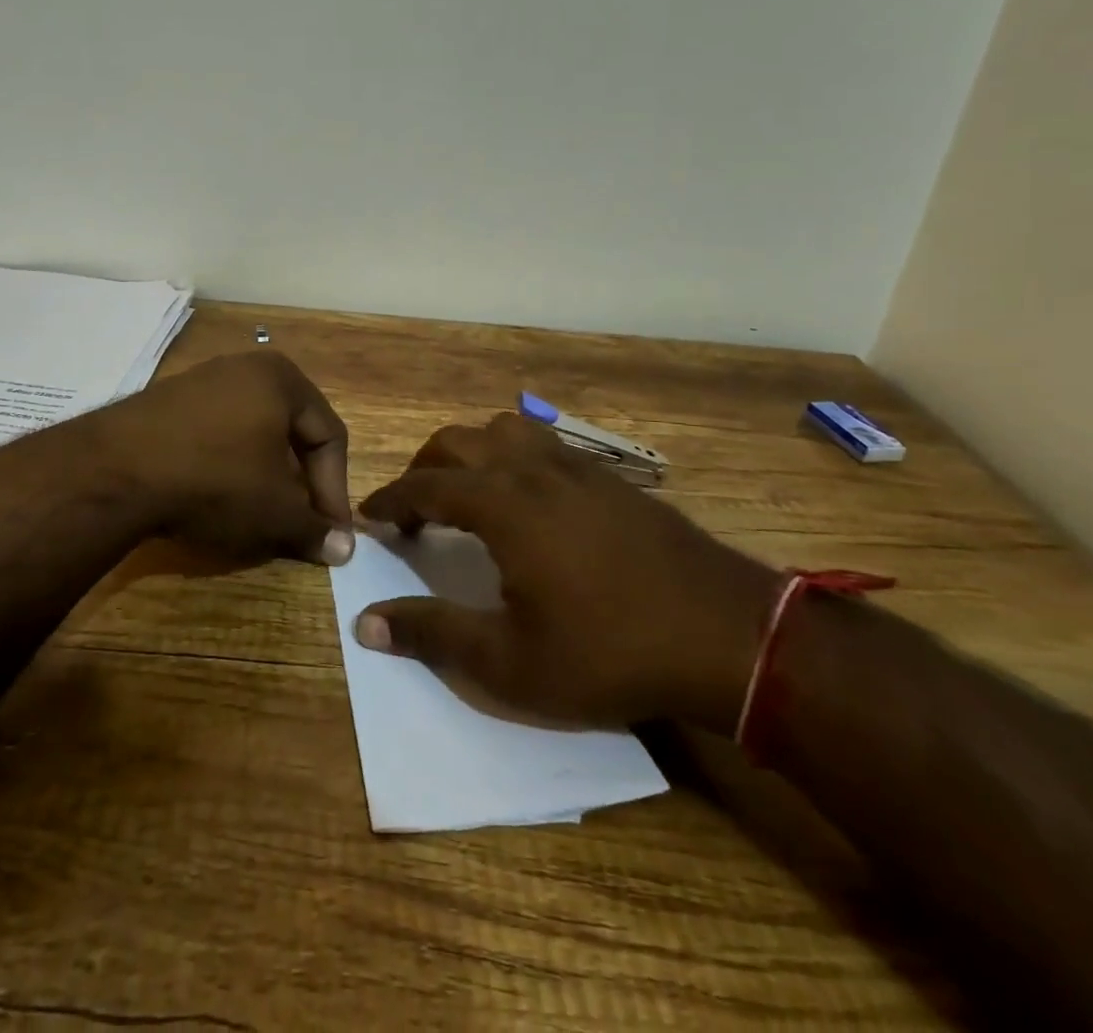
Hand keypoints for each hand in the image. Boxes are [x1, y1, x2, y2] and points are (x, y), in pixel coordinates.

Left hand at [95, 350, 354, 566]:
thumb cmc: (215, 480)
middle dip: (300, 481)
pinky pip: (216, 433)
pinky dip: (227, 465)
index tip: (330, 532)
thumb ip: (314, 529)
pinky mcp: (168, 401)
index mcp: (283, 379)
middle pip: (291, 431)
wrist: (114, 470)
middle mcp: (246, 368)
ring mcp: (202, 380)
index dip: (336, 490)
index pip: (329, 436)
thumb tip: (344, 550)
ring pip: (253, 433)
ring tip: (260, 513)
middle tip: (300, 521)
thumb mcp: (274, 511)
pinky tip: (216, 496)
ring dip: (264, 475)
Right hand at [355, 413, 779, 733]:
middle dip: (423, 469)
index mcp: (502, 503)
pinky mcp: (610, 477)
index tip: (369, 518)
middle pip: (457, 442)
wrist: (727, 635)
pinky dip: (514, 457)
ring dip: (471, 452)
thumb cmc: (609, 652)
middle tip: (412, 510)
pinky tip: (529, 500)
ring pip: (504, 430)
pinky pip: (543, 444)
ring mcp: (576, 466)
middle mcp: (532, 469)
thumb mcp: (509, 662)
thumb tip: (365, 623)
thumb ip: (432, 635)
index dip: (390, 501)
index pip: (424, 485)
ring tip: (468, 493)